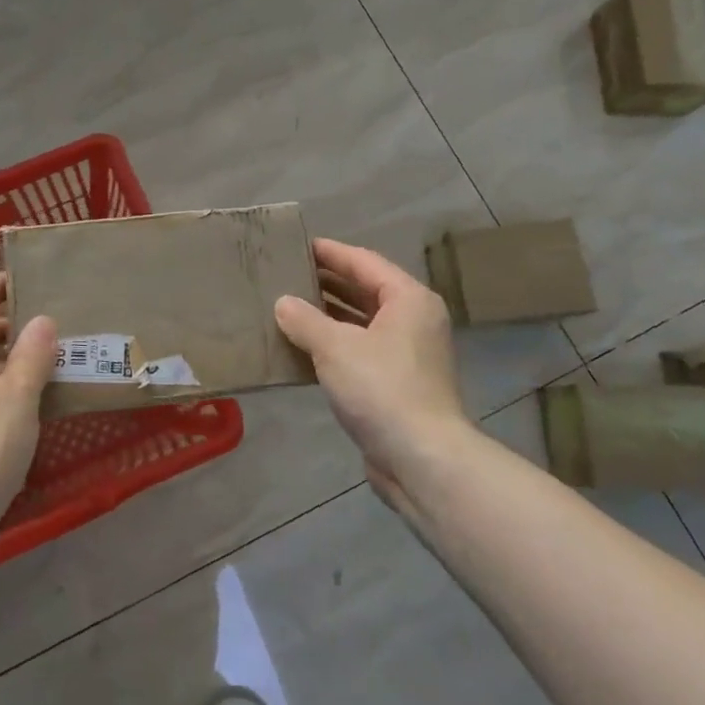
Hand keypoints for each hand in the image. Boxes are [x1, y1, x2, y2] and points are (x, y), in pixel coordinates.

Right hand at [275, 239, 469, 515]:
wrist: (422, 458)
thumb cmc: (381, 388)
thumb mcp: (335, 347)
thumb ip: (305, 319)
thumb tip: (283, 303)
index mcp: (408, 299)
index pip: (364, 262)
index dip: (330, 252)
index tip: (298, 246)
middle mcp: (414, 320)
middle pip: (365, 290)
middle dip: (327, 283)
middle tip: (287, 275)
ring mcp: (408, 354)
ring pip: (362, 322)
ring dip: (328, 315)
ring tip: (288, 307)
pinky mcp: (398, 383)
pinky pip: (361, 350)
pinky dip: (335, 345)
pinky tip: (303, 348)